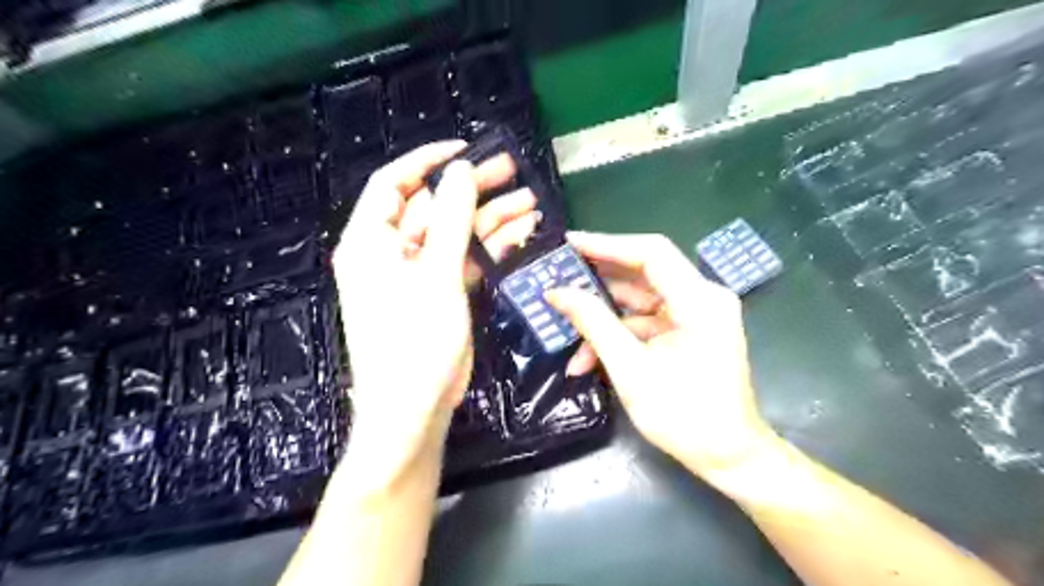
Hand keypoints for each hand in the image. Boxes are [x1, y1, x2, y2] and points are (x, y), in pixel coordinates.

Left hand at [332, 141, 534, 493]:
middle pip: (433, 207)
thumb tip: (460, 172)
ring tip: (530, 201)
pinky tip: (521, 232)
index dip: (428, 161)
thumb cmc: (415, 341)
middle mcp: (390, 251)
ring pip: (455, 233)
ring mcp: (417, 273)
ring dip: (490, 218)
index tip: (465, 149)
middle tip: (512, 170)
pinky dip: (490, 247)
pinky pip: (464, 259)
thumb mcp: (436, 276)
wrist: (415, 407)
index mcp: (371, 241)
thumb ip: (451, 221)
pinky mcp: (438, 291)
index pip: (394, 184)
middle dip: (472, 189)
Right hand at [547, 232, 774, 483]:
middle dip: (598, 278)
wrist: (728, 457)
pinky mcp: (687, 332)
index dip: (607, 244)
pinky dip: (617, 335)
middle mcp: (702, 298)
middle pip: (644, 273)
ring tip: (562, 319)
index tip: (569, 243)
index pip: (651, 253)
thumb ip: (593, 323)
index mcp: (700, 301)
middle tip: (559, 275)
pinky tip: (585, 358)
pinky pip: (645, 323)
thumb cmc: (684, 416)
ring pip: (639, 300)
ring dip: (602, 315)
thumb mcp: (630, 368)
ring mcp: (695, 315)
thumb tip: (556, 292)